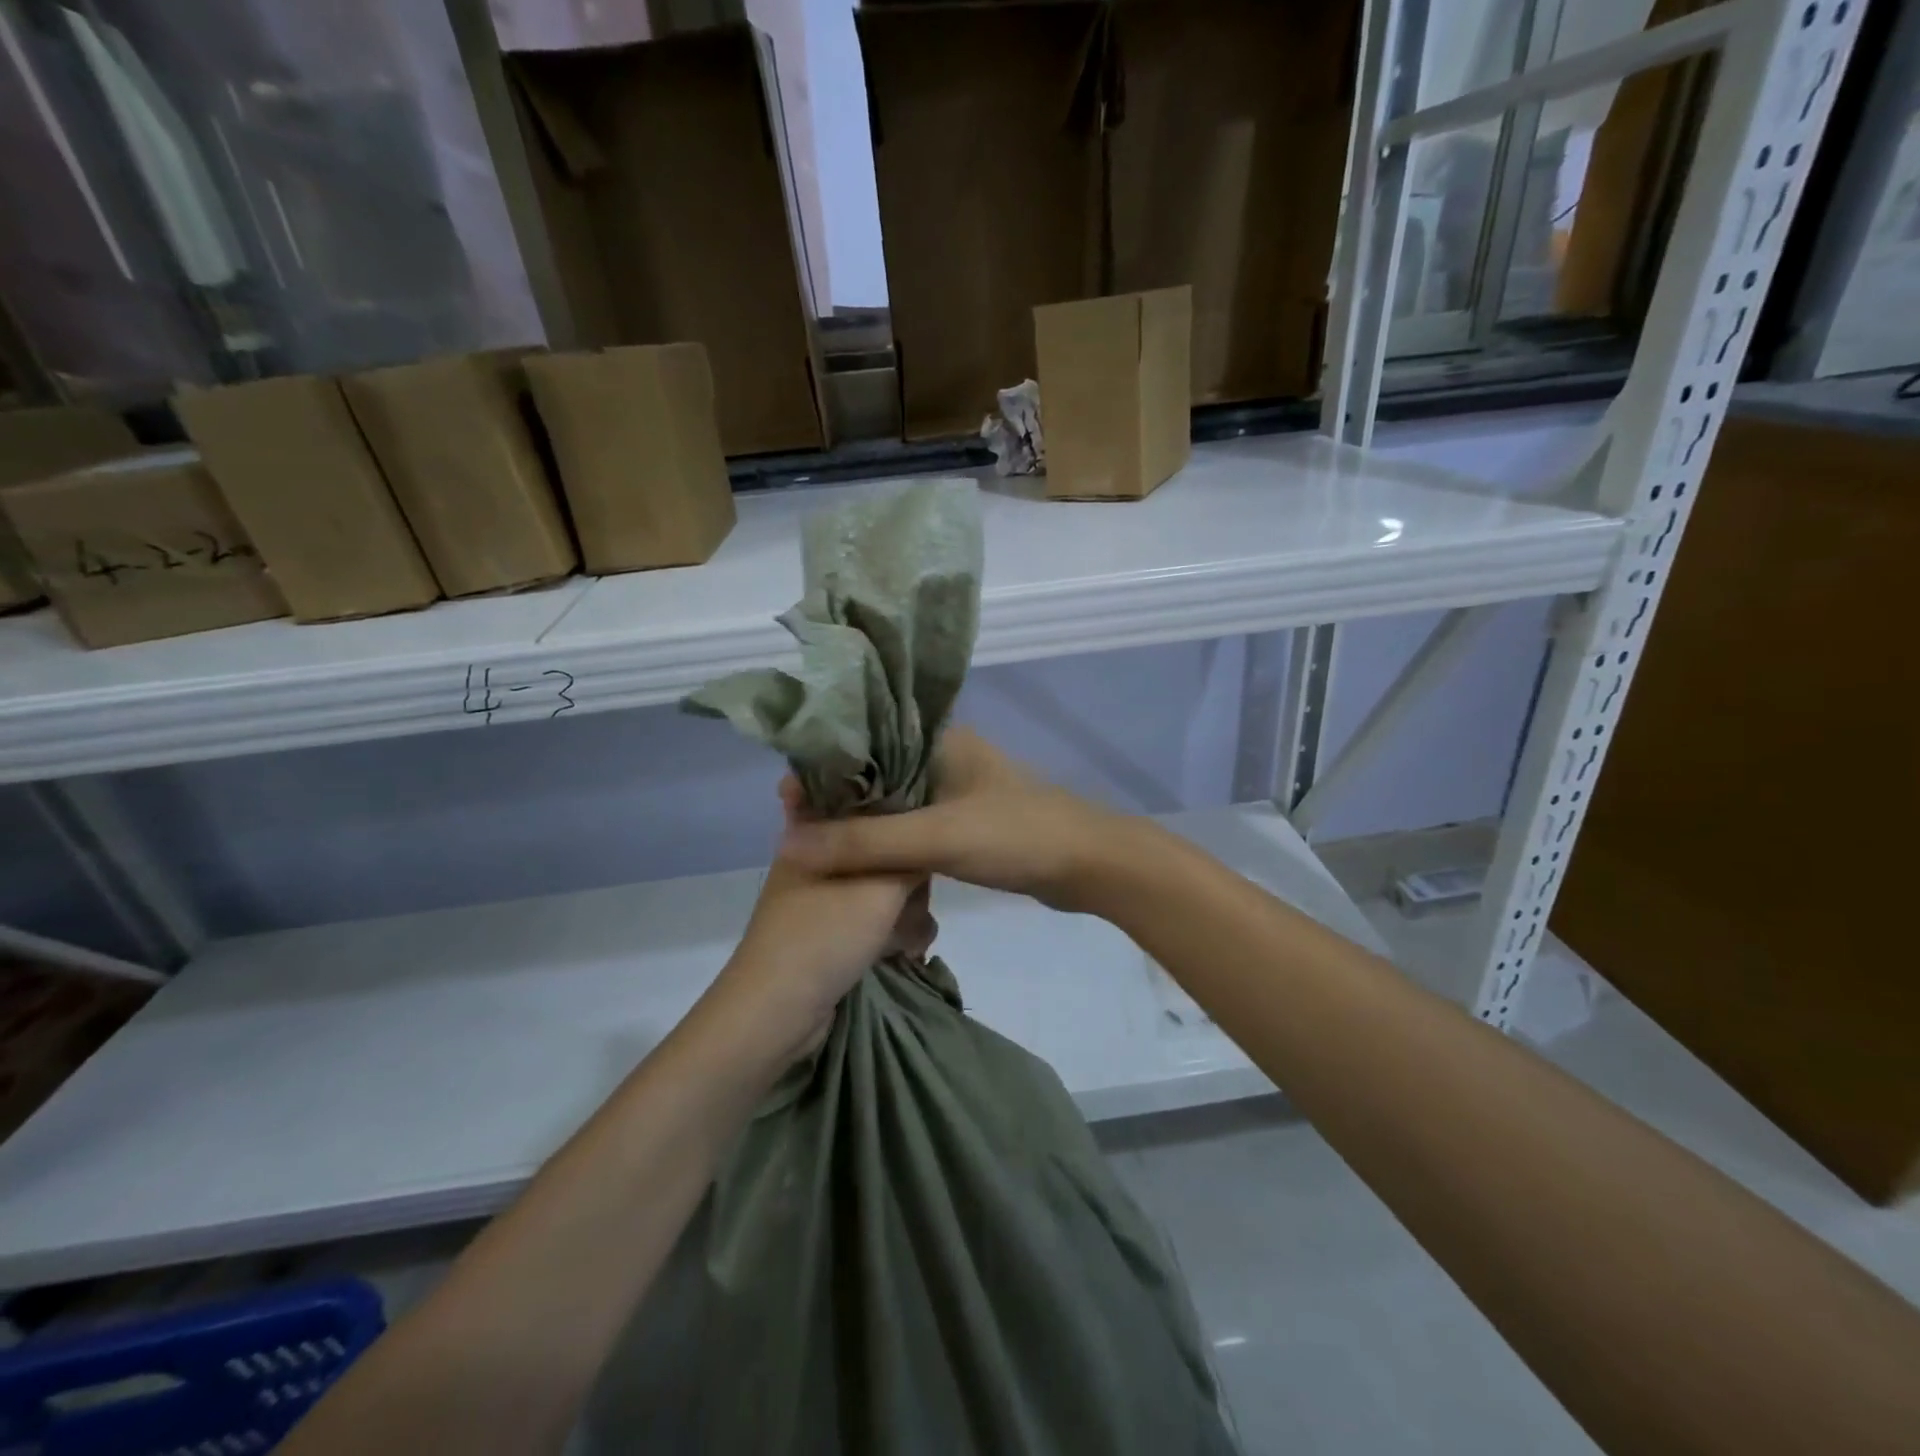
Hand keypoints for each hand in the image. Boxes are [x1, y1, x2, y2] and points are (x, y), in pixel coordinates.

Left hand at [710, 785, 935, 1060]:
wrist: (775, 1013)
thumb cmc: (825, 936)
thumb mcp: (882, 888)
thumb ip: (911, 856)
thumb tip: (928, 840)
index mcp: (815, 831)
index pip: (862, 797)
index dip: (898, 806)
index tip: (930, 821)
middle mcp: (816, 857)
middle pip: (879, 847)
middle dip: (907, 875)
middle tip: (920, 894)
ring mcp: (821, 897)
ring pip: (879, 886)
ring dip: (903, 910)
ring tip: (914, 935)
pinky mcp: (829, 931)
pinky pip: (870, 917)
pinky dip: (890, 932)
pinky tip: (906, 951)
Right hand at [780, 728, 1121, 912]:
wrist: (1089, 865)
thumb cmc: (1015, 836)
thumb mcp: (935, 838)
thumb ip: (864, 843)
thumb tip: (788, 845)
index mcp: (937, 738)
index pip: (864, 739)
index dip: (824, 765)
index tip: (786, 796)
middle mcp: (943, 755)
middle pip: (875, 772)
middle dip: (839, 798)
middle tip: (792, 826)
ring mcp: (956, 788)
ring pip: (894, 801)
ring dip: (863, 821)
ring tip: (816, 843)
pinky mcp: (966, 821)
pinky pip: (914, 824)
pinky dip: (888, 839)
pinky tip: (862, 859)